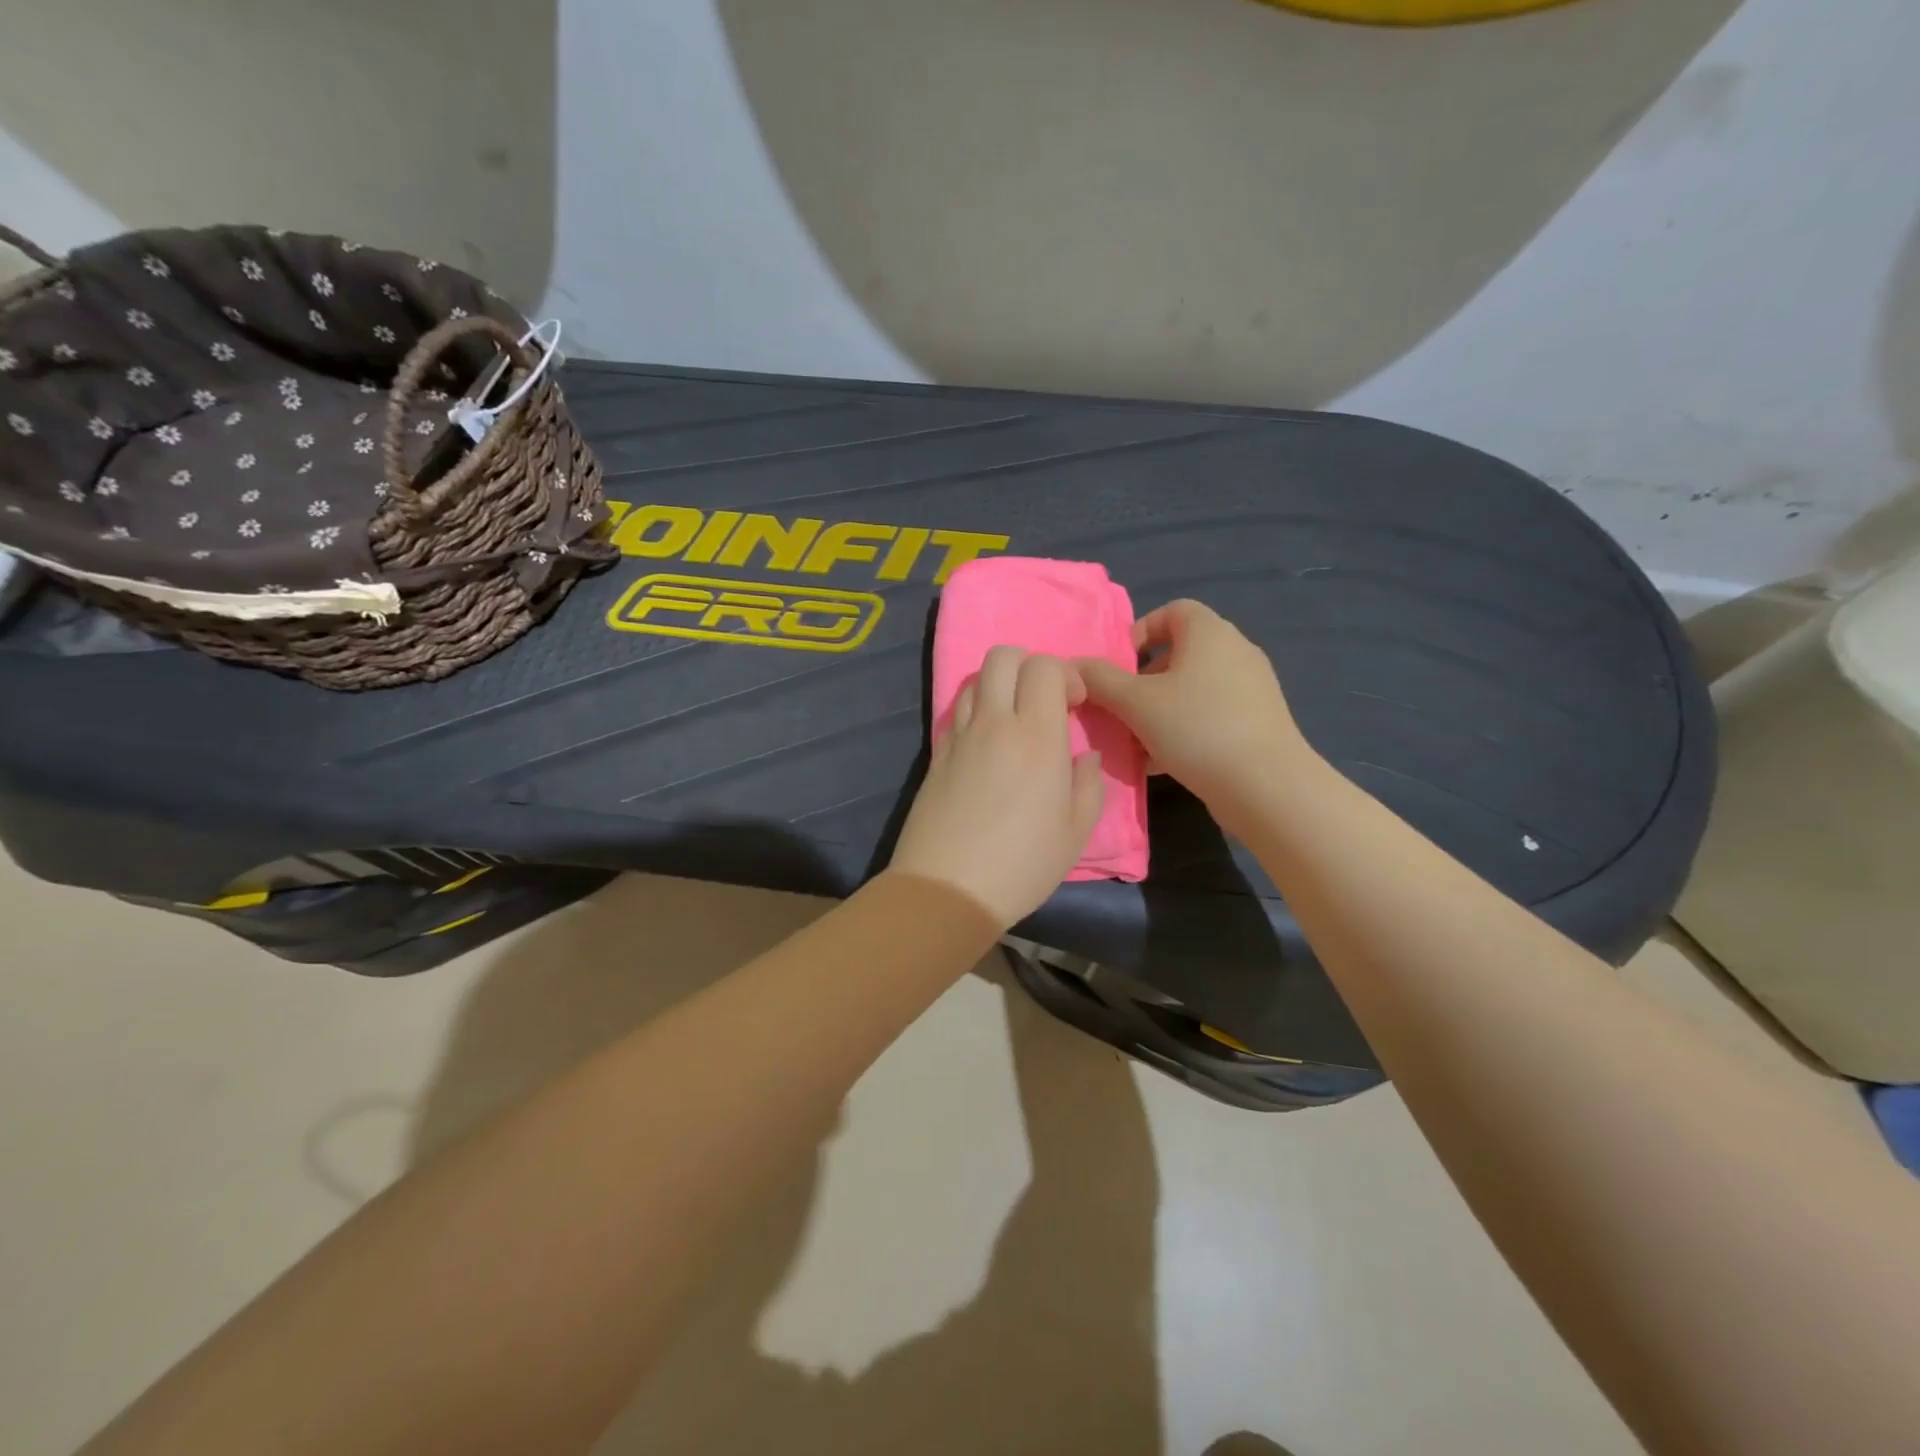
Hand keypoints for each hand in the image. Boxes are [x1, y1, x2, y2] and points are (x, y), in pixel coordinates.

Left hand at [890, 648, 1104, 928]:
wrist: (947, 889)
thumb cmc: (1022, 865)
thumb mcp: (1076, 831)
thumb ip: (1088, 783)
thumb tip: (1083, 755)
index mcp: (1036, 736)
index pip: (1044, 667)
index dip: (1065, 674)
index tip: (1075, 705)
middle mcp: (994, 723)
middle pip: (1002, 656)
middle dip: (1028, 664)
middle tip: (1044, 701)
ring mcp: (959, 737)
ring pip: (974, 680)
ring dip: (998, 686)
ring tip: (1013, 721)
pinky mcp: (936, 755)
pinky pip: (955, 712)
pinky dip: (974, 711)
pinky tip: (986, 745)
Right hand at [1078, 599, 1318, 817]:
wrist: (1266, 786)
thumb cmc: (1197, 729)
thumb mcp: (1135, 702)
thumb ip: (1099, 679)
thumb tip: (1071, 666)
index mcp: (1210, 633)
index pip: (1172, 611)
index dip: (1140, 633)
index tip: (1119, 668)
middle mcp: (1236, 651)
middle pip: (1180, 653)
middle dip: (1144, 680)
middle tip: (1122, 708)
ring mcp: (1252, 688)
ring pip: (1193, 689)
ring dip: (1160, 709)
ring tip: (1138, 741)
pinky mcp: (1258, 722)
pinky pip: (1211, 714)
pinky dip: (1185, 729)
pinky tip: (1164, 762)